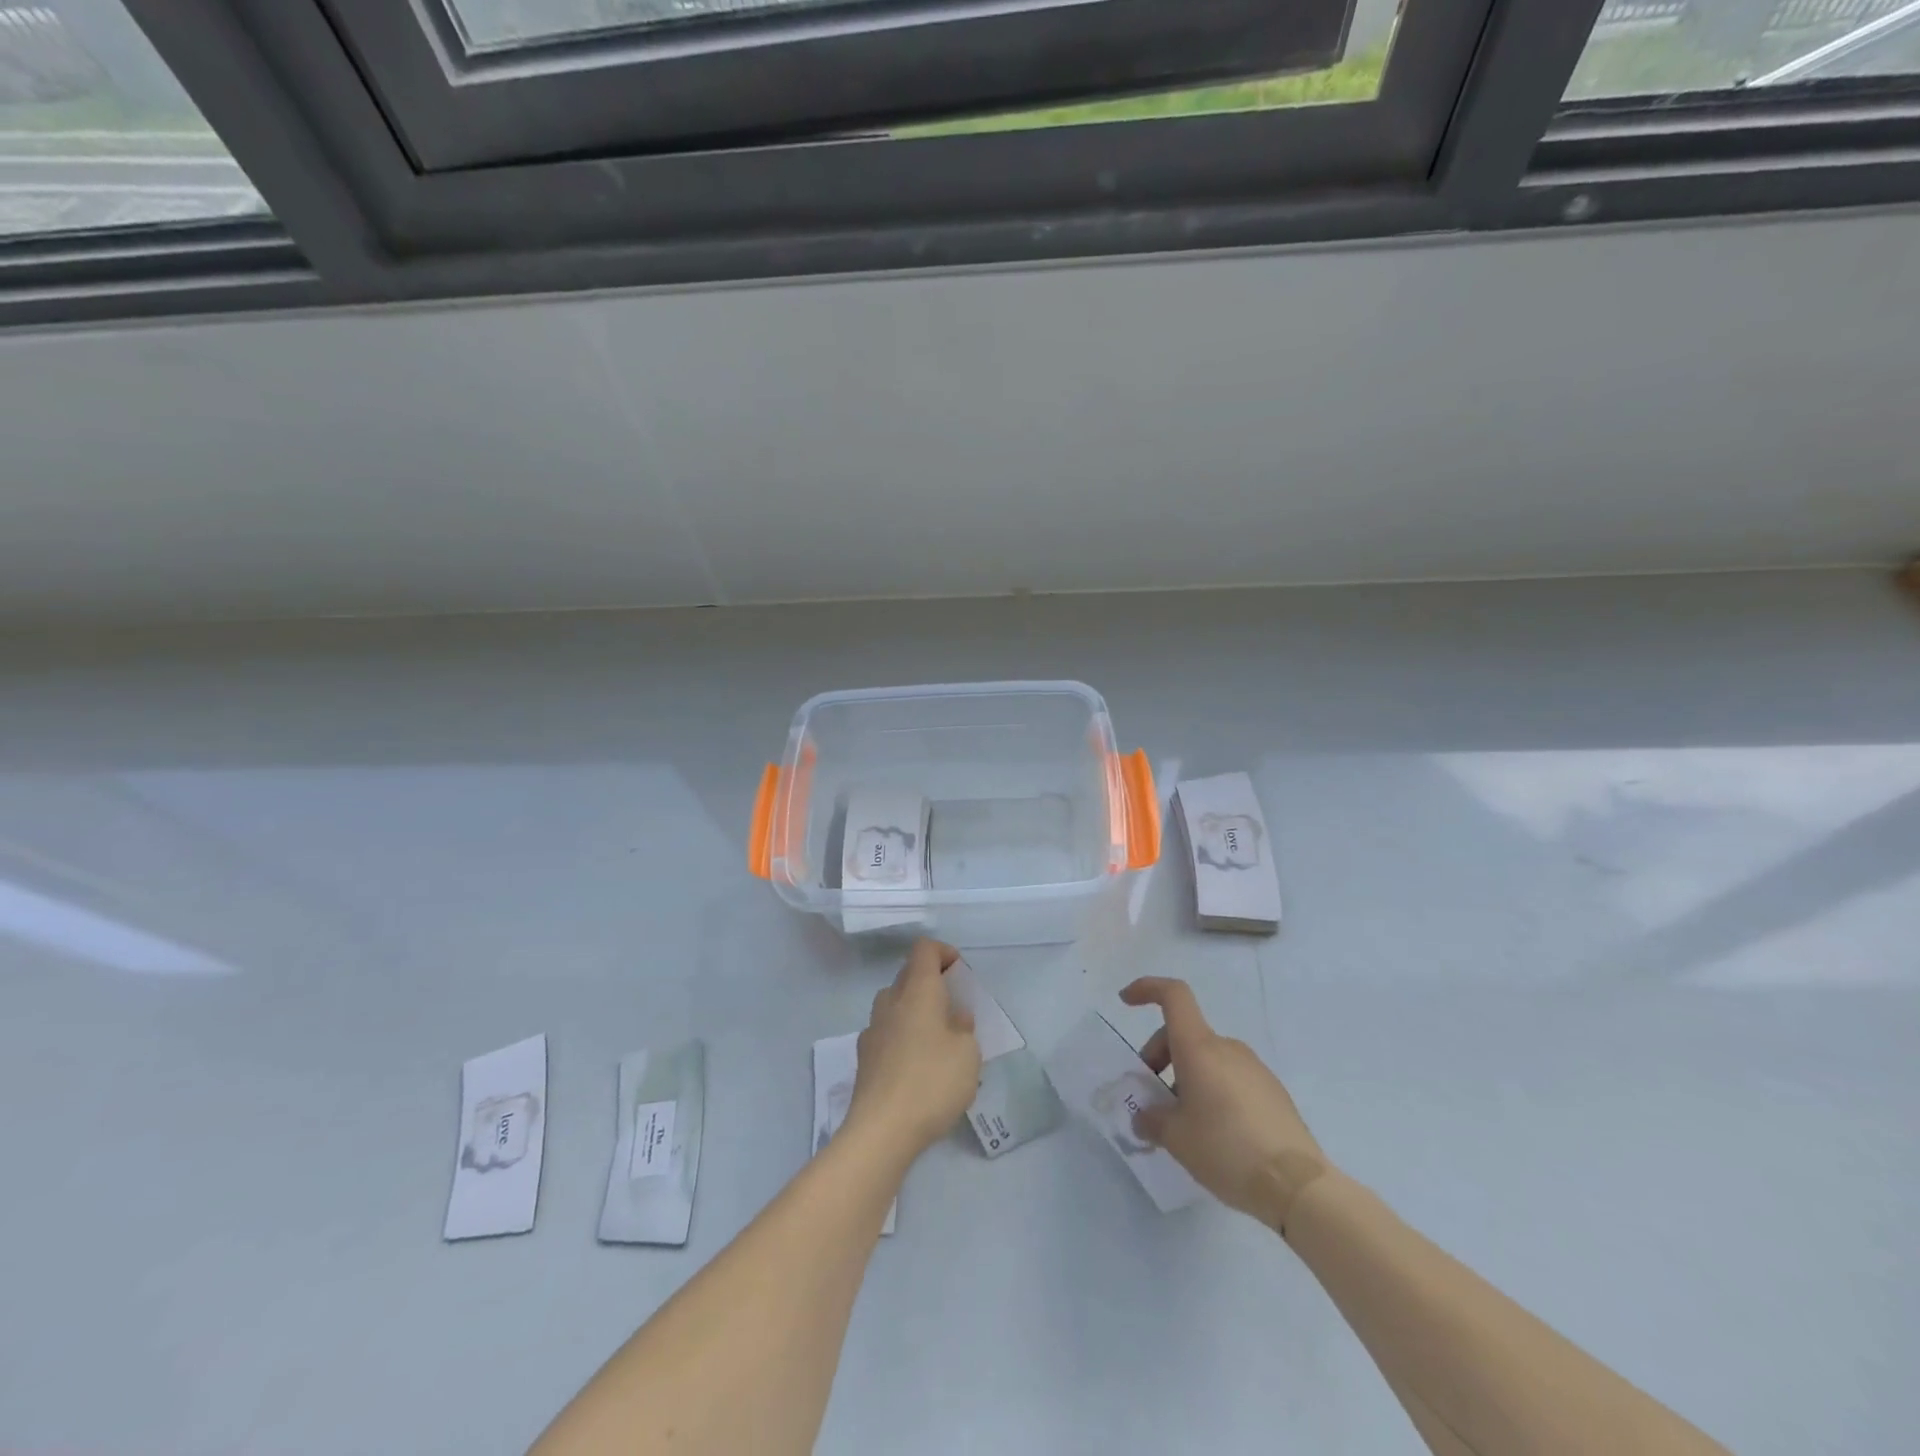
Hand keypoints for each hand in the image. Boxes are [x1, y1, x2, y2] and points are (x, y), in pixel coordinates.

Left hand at [845, 939, 981, 1161]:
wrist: (881, 1130)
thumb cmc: (932, 1082)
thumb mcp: (968, 1053)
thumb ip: (963, 1028)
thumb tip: (953, 1017)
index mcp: (917, 990)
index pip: (924, 949)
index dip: (943, 952)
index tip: (959, 972)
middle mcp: (890, 1001)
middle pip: (908, 975)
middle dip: (931, 983)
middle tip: (954, 1009)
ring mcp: (872, 1029)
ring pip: (895, 1004)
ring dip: (915, 1011)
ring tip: (937, 1039)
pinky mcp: (864, 1057)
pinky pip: (887, 1032)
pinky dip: (902, 1037)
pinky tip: (915, 1066)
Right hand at [1121, 976, 1330, 1232]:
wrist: (1298, 1186)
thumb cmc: (1226, 1149)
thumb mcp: (1176, 1138)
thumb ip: (1152, 1120)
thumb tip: (1145, 1116)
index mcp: (1199, 1048)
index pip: (1173, 996)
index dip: (1147, 989)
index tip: (1125, 1001)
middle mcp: (1227, 1048)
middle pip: (1184, 1034)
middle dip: (1160, 1058)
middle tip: (1152, 1100)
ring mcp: (1254, 1068)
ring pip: (1207, 1059)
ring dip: (1186, 1079)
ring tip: (1183, 1125)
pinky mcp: (1272, 1092)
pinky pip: (1230, 1078)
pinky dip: (1212, 1091)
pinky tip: (1215, 1134)